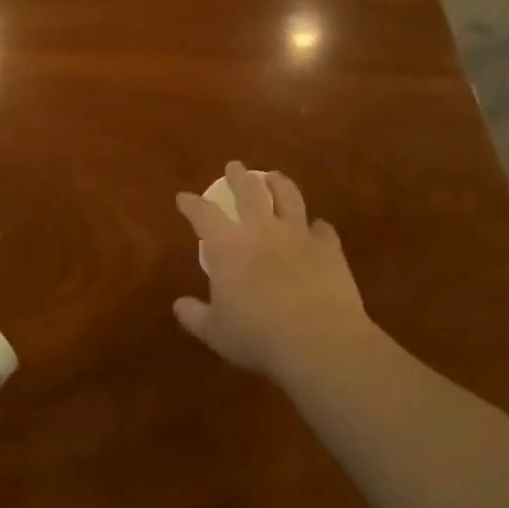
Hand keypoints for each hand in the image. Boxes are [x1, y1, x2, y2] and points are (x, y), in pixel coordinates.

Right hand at [174, 163, 370, 382]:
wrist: (318, 340)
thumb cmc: (257, 336)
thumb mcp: (216, 332)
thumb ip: (195, 316)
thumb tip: (179, 305)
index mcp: (228, 246)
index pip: (203, 214)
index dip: (191, 204)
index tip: (184, 198)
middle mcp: (262, 230)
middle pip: (249, 191)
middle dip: (238, 177)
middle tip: (234, 167)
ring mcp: (299, 235)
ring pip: (289, 197)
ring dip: (279, 184)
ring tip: (274, 177)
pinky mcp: (329, 248)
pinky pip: (322, 228)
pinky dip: (316, 226)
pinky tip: (316, 227)